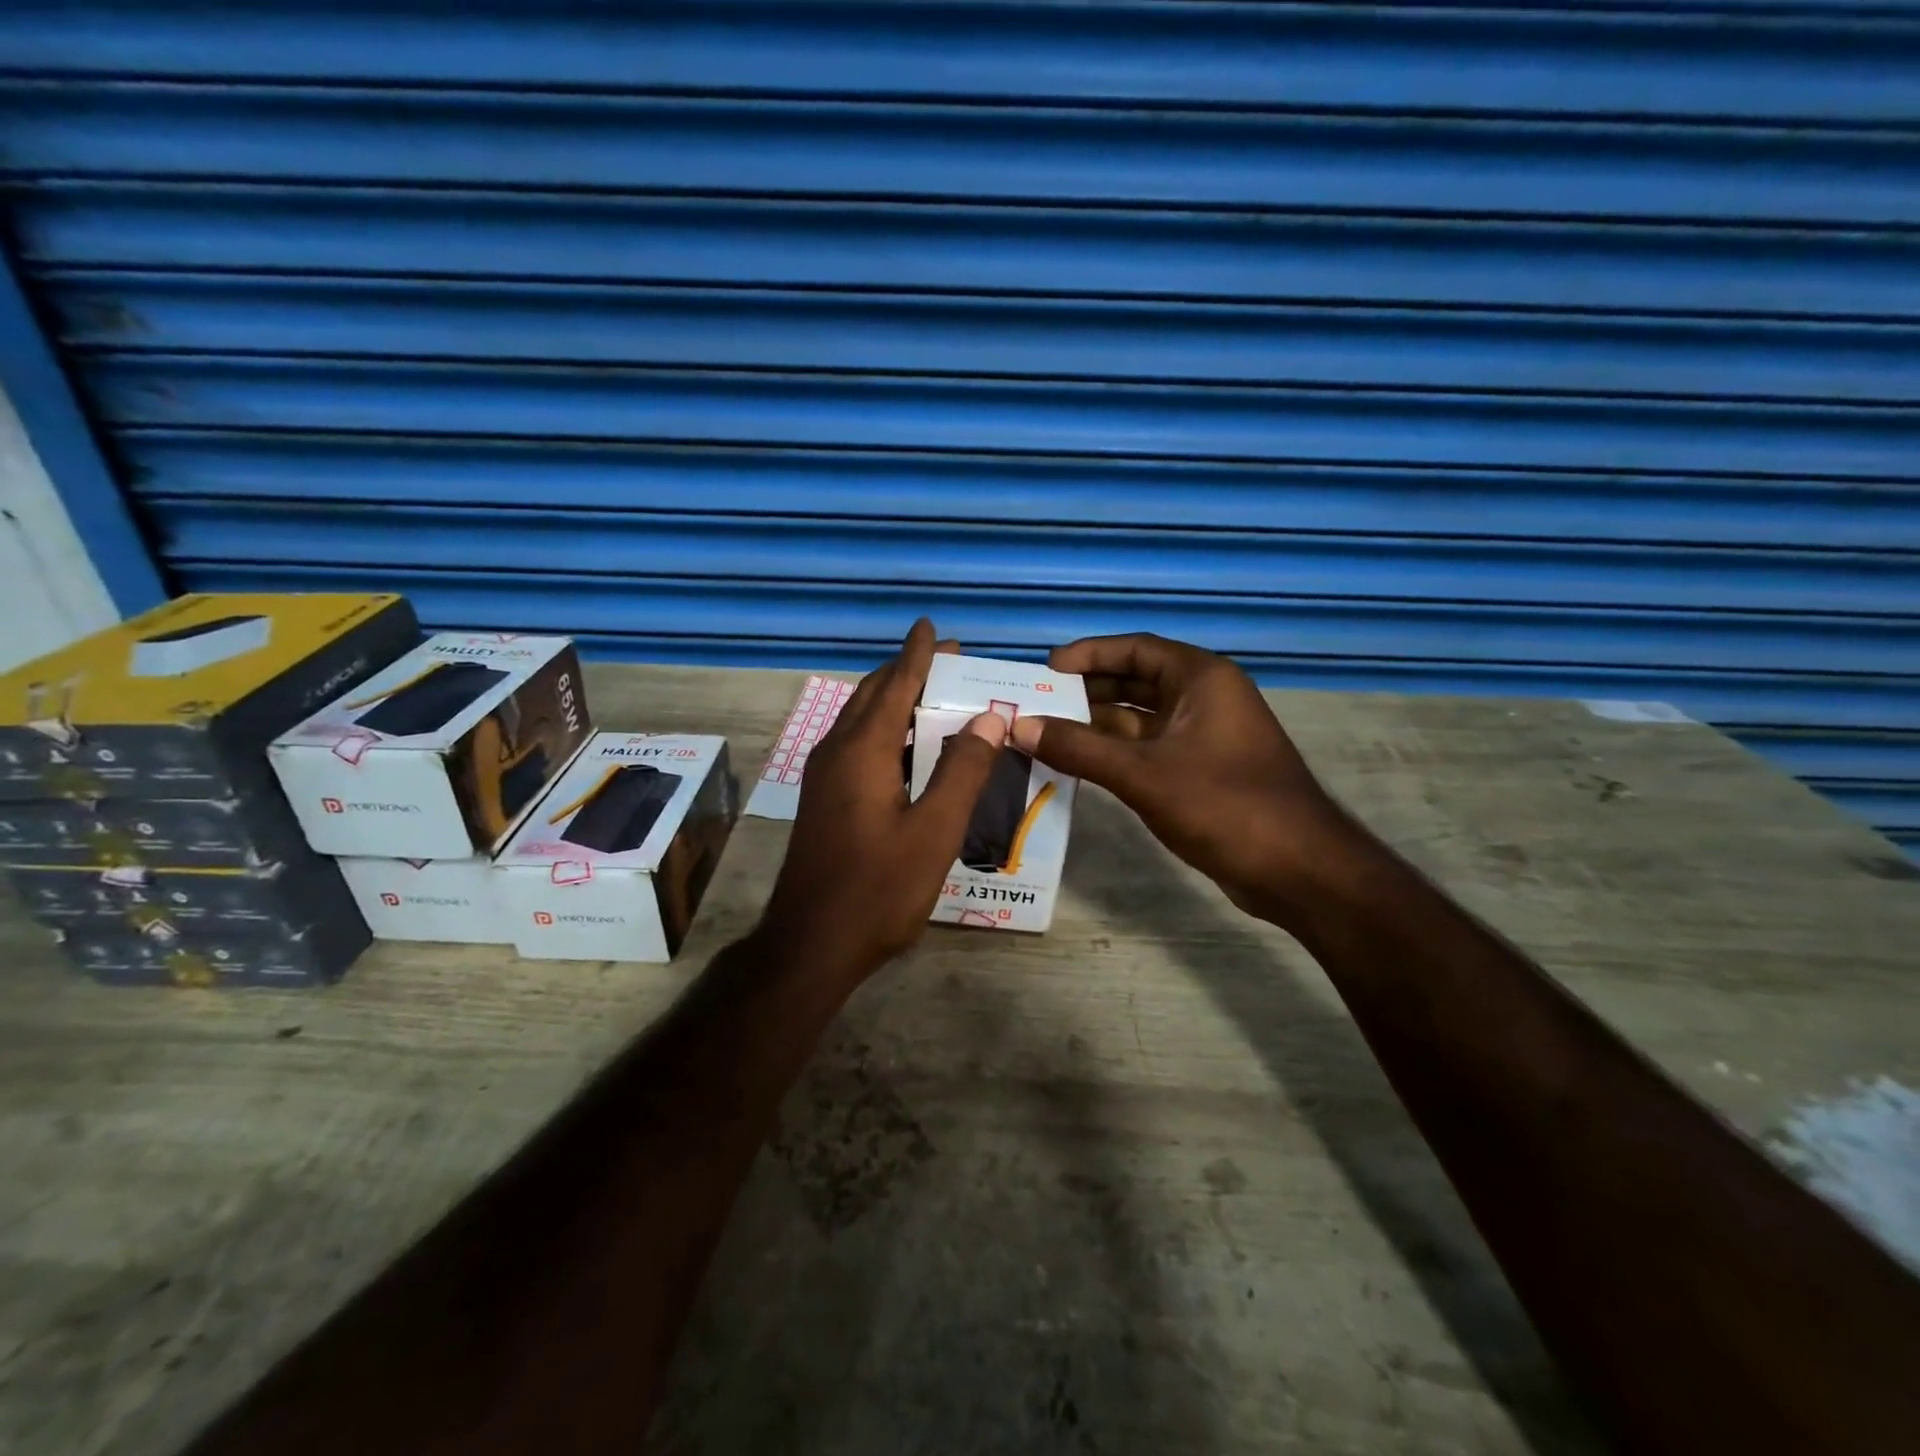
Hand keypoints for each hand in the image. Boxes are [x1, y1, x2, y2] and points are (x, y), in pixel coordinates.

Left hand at [759, 621, 1007, 979]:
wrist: (810, 945)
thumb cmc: (877, 889)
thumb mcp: (934, 832)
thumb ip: (962, 772)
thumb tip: (988, 719)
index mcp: (863, 751)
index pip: (895, 685)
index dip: (918, 655)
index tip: (932, 627)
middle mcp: (837, 752)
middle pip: (873, 695)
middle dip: (908, 672)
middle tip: (949, 661)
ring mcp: (825, 776)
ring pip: (862, 720)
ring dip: (895, 700)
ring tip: (935, 694)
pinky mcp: (824, 799)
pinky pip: (857, 744)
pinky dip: (886, 730)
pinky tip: (910, 748)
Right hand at [1010, 633, 1358, 924]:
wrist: (1298, 870)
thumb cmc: (1224, 805)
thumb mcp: (1143, 773)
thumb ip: (1080, 748)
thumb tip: (1020, 727)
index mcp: (1201, 678)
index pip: (1135, 649)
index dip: (1088, 654)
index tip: (1045, 670)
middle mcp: (1205, 698)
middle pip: (1136, 681)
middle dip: (1087, 691)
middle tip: (1038, 704)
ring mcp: (1205, 736)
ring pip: (1140, 718)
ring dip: (1097, 724)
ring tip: (1046, 733)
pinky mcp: (1203, 770)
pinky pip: (1149, 748)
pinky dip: (1115, 752)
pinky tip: (1079, 764)